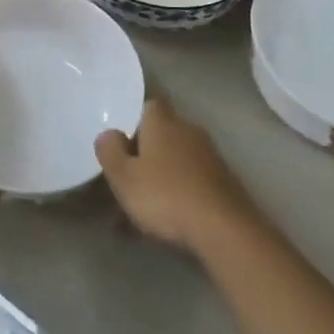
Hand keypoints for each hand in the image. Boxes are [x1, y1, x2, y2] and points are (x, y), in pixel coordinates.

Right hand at [96, 96, 261, 253]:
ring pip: (178, 160)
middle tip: (129, 179)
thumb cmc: (165, 196)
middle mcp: (188, 130)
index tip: (122, 143)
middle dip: (147, 152)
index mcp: (163, 122)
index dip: (135, 121)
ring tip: (145, 209)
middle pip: (163, 133)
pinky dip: (181, 193)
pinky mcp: (225, 181)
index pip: (149, 105)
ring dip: (163, 176)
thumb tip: (108, 133)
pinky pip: (193, 180)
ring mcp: (210, 156)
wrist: (223, 228)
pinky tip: (170, 220)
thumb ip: (110, 151)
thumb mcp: (124, 177)